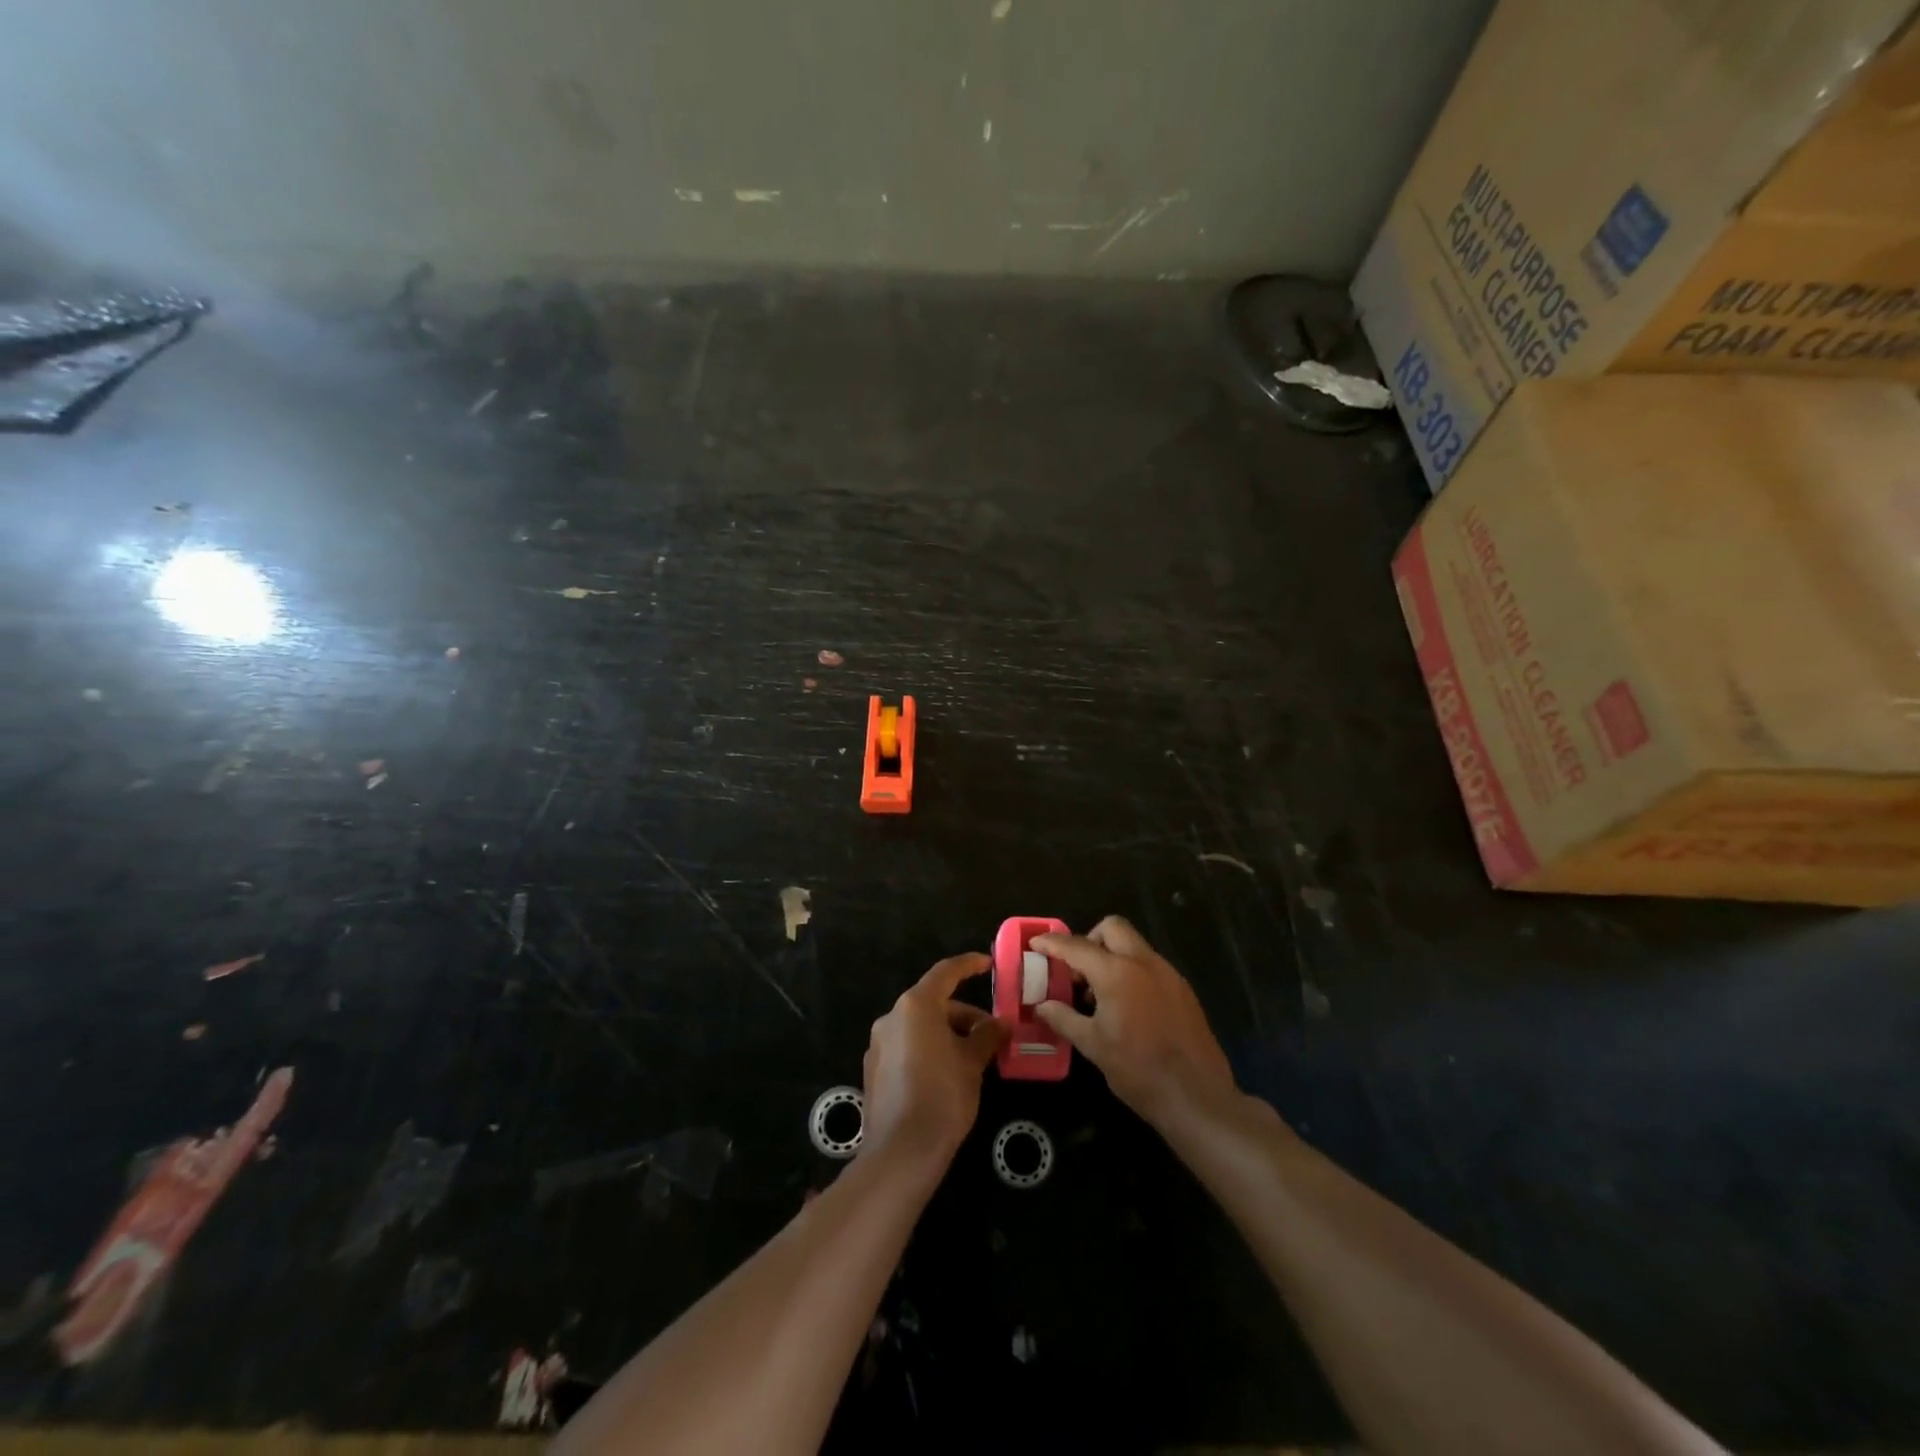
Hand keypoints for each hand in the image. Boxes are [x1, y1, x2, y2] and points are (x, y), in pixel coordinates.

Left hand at [862, 953, 1006, 1169]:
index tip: (988, 963)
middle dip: (965, 1016)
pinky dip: (930, 1050)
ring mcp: (879, 1045)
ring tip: (975, 1059)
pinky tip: (949, 1075)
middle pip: (933, 1004)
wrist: (901, 1152)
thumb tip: (1001, 1023)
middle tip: (992, 1035)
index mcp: (915, 1006)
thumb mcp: (972, 1063)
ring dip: (948, 1035)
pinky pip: (908, 1048)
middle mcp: (892, 1018)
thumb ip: (987, 1036)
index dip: (968, 965)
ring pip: (920, 1028)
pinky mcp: (875, 1071)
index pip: (945, 973)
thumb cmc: (943, 1096)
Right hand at [1032, 917, 1237, 1130]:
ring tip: (1098, 994)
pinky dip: (1132, 972)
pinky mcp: (1183, 989)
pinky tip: (1126, 1006)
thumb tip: (1042, 1006)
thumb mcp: (1093, 1045)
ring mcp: (1168, 974)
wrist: (1196, 1096)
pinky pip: (1150, 965)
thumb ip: (1064, 1018)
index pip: (1077, 946)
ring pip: (1134, 945)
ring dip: (1112, 956)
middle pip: (1112, 928)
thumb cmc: (1137, 1070)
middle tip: (1076, 970)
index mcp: (1117, 972)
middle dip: (1089, 939)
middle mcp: (1144, 962)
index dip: (1052, 943)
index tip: (1036, 943)